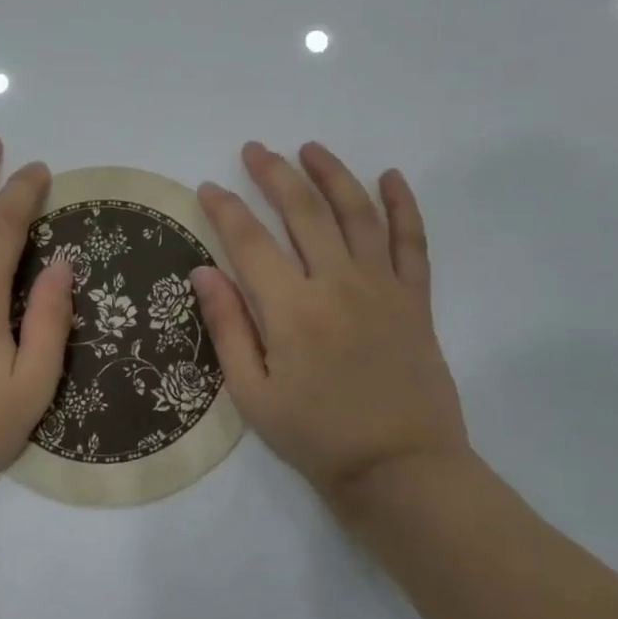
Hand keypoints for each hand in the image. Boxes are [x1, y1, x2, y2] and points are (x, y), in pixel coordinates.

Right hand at [193, 141, 468, 501]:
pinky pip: (412, 241)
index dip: (225, 208)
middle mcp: (337, 284)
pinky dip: (403, 205)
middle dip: (274, 174)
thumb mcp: (252, 394)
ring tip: (310, 148)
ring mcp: (382, 287)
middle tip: (255, 149)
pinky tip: (391, 177)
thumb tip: (202, 271)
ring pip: (357, 213)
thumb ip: (227, 327)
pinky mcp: (415, 299)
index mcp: (291, 309)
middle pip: (303, 211)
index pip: (250, 241)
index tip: (208, 186)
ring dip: (332, 174)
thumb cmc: (317, 437)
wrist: (402, 470)